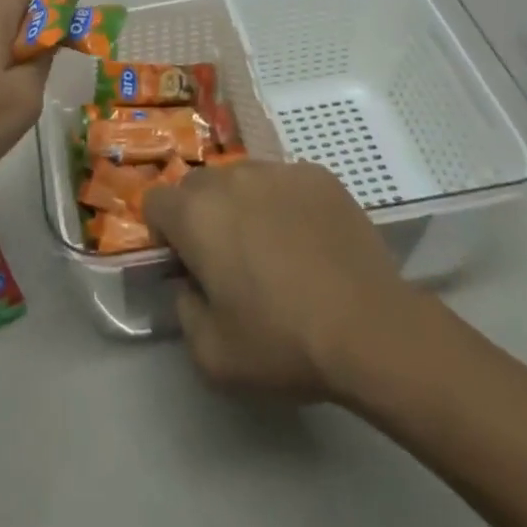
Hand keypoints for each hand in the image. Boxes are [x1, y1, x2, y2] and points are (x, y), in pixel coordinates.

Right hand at [143, 159, 445, 402]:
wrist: (371, 329)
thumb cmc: (283, 342)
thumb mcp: (212, 356)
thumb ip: (184, 312)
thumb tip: (190, 285)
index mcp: (195, 214)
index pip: (154, 201)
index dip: (163, 232)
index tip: (186, 263)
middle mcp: (229, 178)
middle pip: (197, 185)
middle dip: (202, 215)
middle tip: (229, 259)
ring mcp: (276, 171)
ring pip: (242, 179)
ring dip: (243, 205)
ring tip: (275, 248)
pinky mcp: (317, 175)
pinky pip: (285, 182)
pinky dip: (286, 204)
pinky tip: (311, 241)